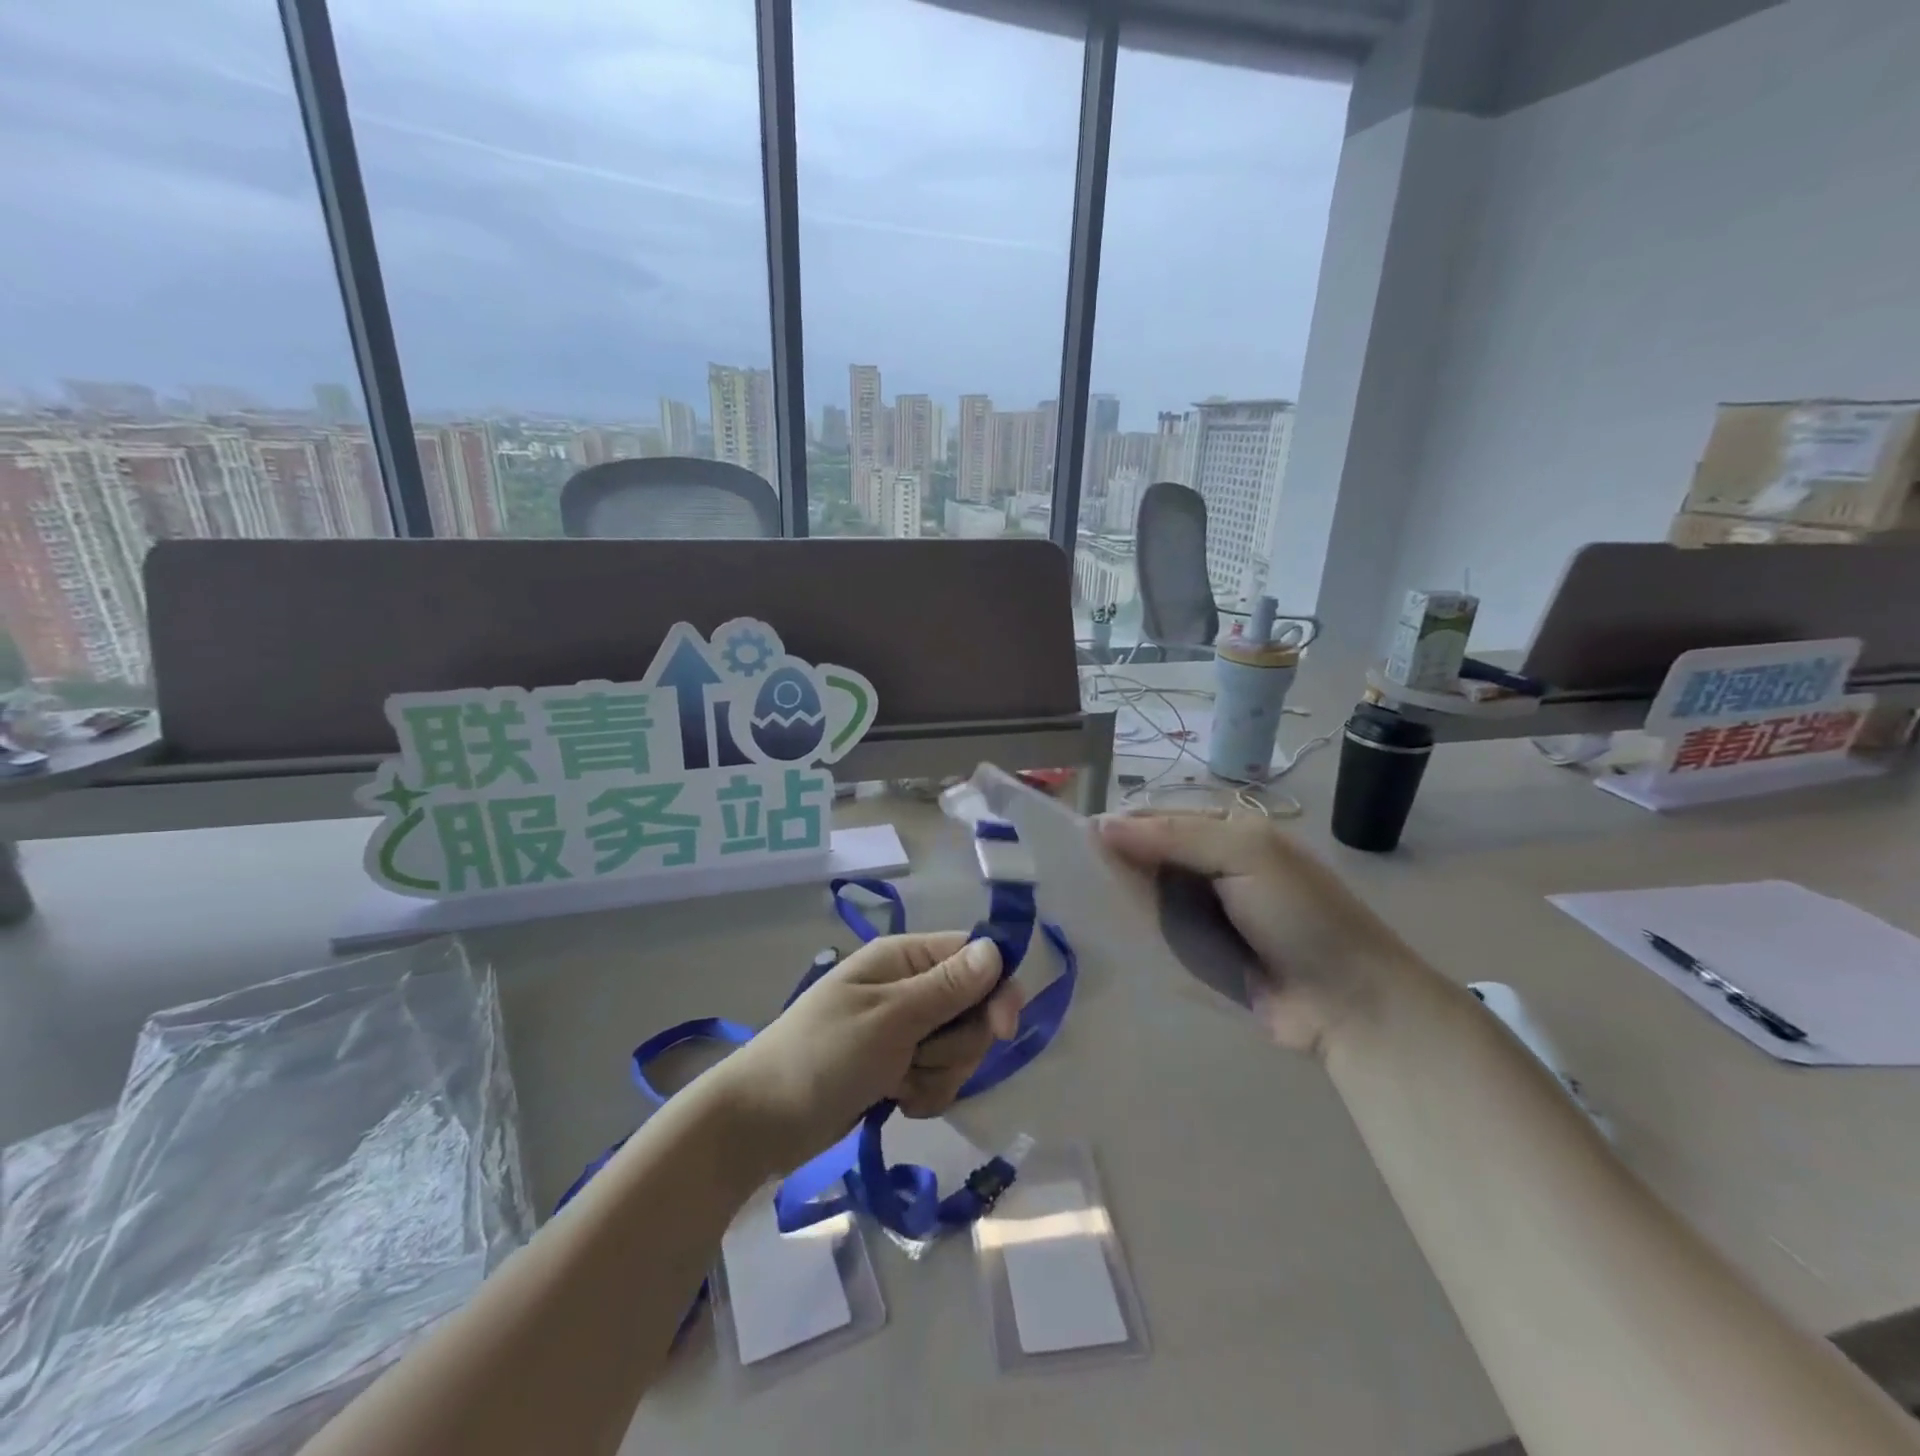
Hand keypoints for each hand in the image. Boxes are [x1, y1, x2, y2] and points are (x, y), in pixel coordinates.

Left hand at [710, 933, 1024, 1174]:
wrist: (762, 1121)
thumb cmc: (823, 1055)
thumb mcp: (890, 1018)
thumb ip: (947, 988)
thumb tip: (997, 949)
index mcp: (905, 958)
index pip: (975, 957)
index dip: (996, 991)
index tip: (1002, 1029)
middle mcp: (910, 987)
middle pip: (974, 1009)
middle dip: (957, 1044)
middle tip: (918, 1057)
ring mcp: (905, 1031)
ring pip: (959, 1049)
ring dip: (937, 1073)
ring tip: (897, 1082)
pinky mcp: (899, 1068)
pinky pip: (939, 1078)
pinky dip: (924, 1094)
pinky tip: (895, 1101)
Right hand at [1098, 811, 1431, 1056]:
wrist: (1349, 1003)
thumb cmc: (1302, 916)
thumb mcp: (1245, 856)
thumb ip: (1174, 836)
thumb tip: (1101, 825)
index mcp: (1225, 832)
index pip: (1157, 818)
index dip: (1119, 826)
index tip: (1075, 841)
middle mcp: (1209, 866)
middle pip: (1147, 855)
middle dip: (1112, 861)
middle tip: (1064, 874)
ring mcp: (1202, 912)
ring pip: (1146, 894)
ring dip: (1116, 896)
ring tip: (1069, 900)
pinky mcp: (1197, 952)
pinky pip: (1155, 933)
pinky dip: (1131, 930)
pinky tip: (1098, 931)